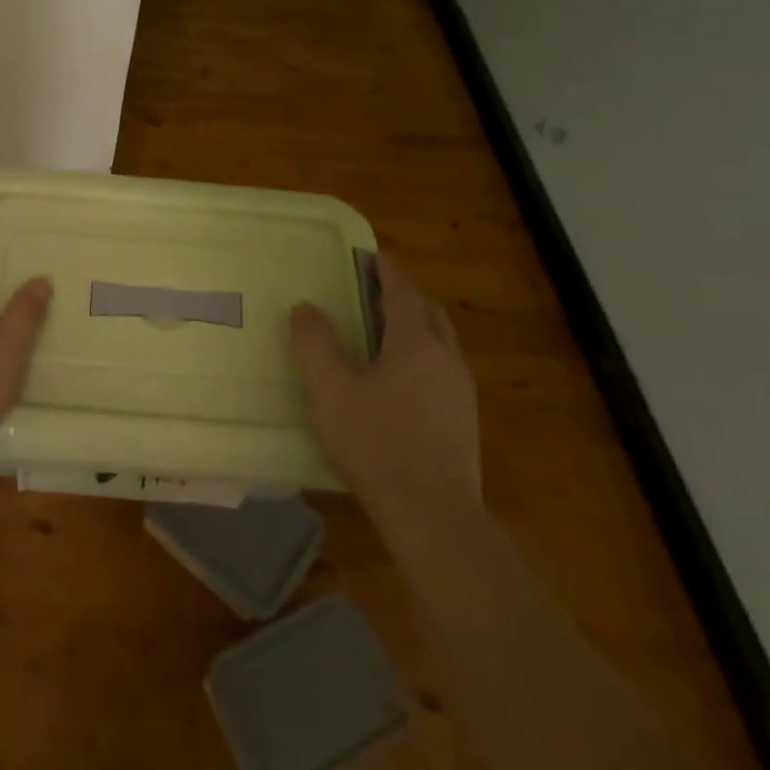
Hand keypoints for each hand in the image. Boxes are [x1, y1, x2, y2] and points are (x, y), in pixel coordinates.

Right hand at [290, 254, 479, 517]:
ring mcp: (461, 390)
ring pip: (441, 340)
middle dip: (404, 294)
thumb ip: (314, 343)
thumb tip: (305, 307)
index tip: (369, 255)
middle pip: (428, 311)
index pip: (402, 290)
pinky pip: (444, 368)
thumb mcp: (330, 390)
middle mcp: (446, 357)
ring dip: (416, 324)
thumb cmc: (376, 443)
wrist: (433, 515)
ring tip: (384, 331)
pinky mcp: (464, 419)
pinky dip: (423, 354)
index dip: (386, 269)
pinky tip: (400, 379)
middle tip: (373, 290)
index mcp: (416, 342)